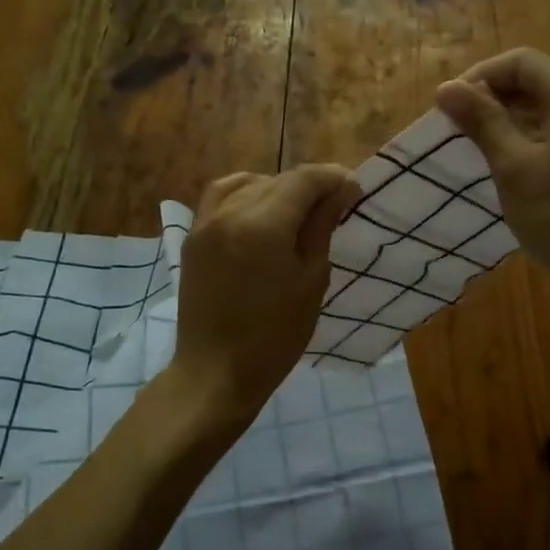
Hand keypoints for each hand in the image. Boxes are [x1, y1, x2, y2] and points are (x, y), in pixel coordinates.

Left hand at [171, 164, 358, 423]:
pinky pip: (220, 197)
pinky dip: (245, 193)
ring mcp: (205, 222)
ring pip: (248, 183)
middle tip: (335, 202)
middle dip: (310, 184)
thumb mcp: (311, 280)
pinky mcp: (193, 237)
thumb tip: (342, 189)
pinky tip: (260, 209)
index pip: (303, 180)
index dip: (332, 178)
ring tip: (298, 207)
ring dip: (278, 187)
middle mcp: (230, 212)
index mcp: (263, 224)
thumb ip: (322, 227)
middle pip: (277, 179)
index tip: (355, 189)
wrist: (215, 372)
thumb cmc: (275, 336)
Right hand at [436, 48, 549, 303]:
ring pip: (547, 108)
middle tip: (459, 131)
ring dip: (509, 121)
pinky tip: (511, 167)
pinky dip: (531, 139)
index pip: (520, 62)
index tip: (450, 109)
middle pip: (535, 81)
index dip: (479, 77)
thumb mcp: (513, 166)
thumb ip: (482, 121)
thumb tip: (446, 87)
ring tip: (478, 150)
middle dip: (493, 99)